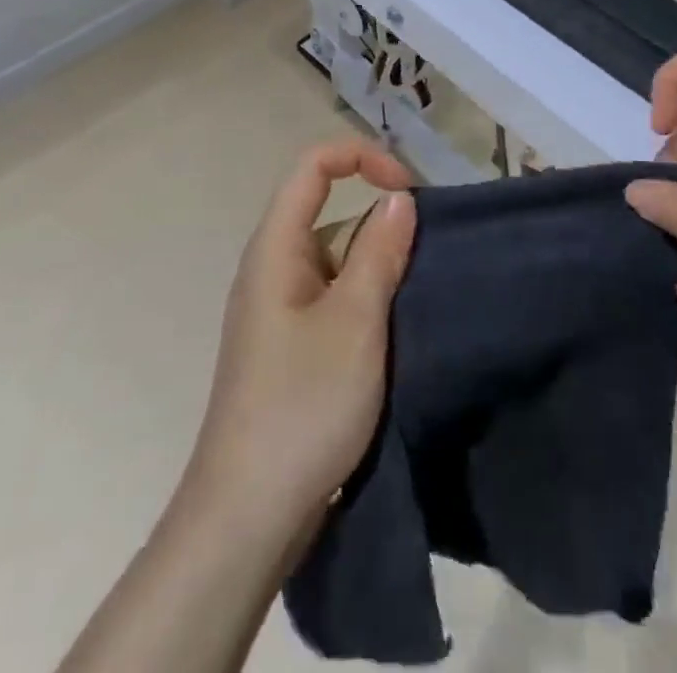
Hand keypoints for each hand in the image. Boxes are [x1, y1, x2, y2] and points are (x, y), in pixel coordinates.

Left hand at [190, 140, 416, 524]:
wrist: (247, 518)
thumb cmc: (302, 405)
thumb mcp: (355, 322)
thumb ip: (380, 252)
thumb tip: (399, 198)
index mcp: (276, 247)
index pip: (314, 165)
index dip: (363, 158)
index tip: (410, 191)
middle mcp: (273, 269)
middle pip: (331, 214)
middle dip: (382, 225)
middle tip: (429, 263)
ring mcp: (281, 311)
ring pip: (338, 262)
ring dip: (380, 270)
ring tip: (423, 301)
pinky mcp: (292, 348)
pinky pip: (335, 300)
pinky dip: (368, 303)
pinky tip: (399, 333)